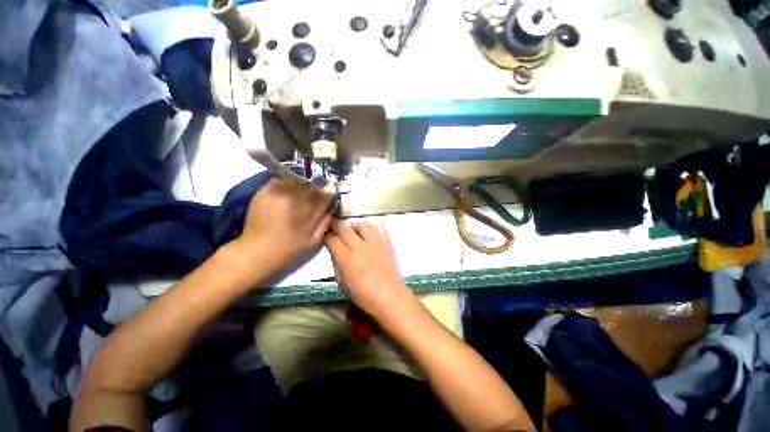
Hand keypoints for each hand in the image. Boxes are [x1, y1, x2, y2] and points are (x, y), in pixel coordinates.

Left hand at [230, 177, 333, 279]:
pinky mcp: (264, 191)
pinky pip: (280, 180)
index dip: (329, 195)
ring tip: (298, 197)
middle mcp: (294, 196)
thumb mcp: (314, 240)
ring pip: (297, 180)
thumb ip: (326, 221)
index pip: (326, 193)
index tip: (327, 199)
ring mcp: (277, 191)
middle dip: (316, 190)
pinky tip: (286, 195)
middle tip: (313, 199)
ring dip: (302, 186)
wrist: (256, 252)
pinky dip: (286, 185)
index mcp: (308, 208)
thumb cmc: (289, 249)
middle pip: (312, 184)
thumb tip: (332, 207)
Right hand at [325, 221, 415, 319]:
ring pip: (361, 223)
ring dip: (353, 226)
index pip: (332, 239)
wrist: (390, 296)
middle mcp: (361, 248)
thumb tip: (334, 247)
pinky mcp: (387, 241)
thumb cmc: (363, 295)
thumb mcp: (342, 281)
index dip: (327, 237)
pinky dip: (370, 227)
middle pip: (344, 227)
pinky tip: (367, 233)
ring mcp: (376, 243)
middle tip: (336, 231)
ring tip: (353, 232)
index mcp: (348, 260)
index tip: (328, 238)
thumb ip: (336, 261)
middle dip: (336, 227)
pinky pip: (377, 226)